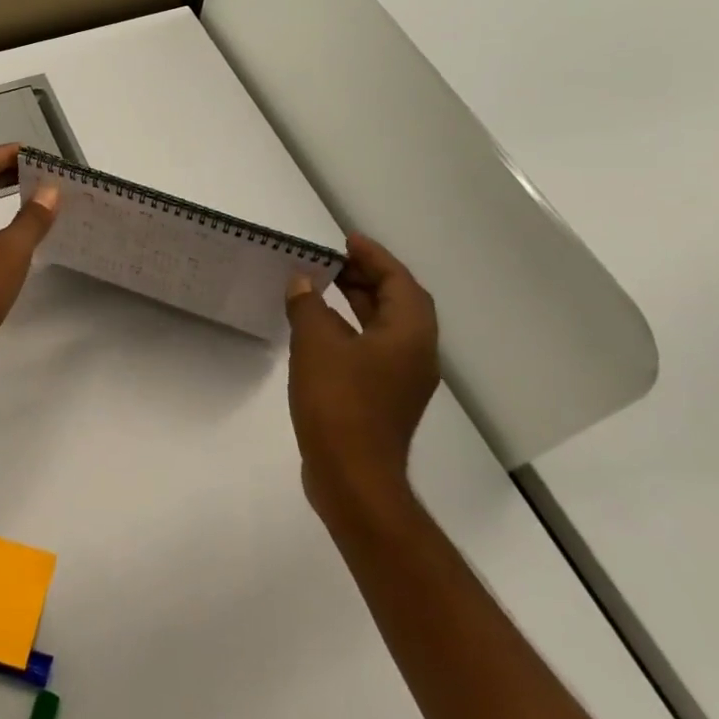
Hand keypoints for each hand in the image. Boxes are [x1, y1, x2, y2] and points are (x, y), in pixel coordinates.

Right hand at [285, 234, 439, 523]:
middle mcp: (416, 354)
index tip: (347, 240)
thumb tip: (302, 283)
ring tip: (322, 287)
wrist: (352, 477)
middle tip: (332, 261)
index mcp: (410, 335)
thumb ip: (308, 306)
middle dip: (367, 278)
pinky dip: (350, 331)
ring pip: (385, 328)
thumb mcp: (316, 344)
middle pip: (397, 303)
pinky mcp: (384, 400)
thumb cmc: (339, 403)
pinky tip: (319, 331)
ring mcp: (402, 381)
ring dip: (358, 304)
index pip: (399, 282)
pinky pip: (372, 350)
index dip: (374, 257)